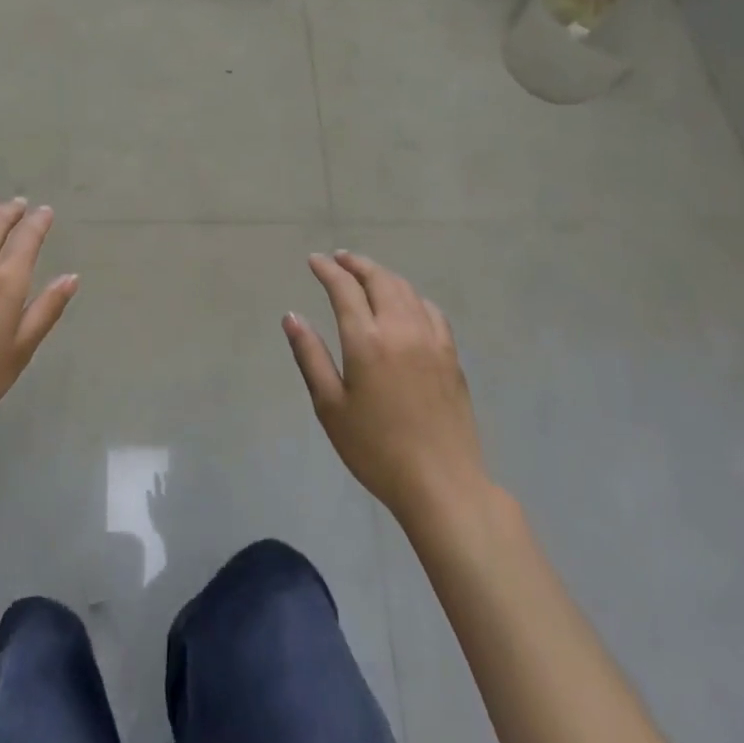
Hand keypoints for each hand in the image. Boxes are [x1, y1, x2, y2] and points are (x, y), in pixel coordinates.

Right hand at [285, 250, 487, 524]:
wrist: (442, 484)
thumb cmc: (376, 449)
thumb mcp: (330, 406)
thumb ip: (310, 356)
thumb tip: (292, 316)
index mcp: (366, 340)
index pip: (344, 288)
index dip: (327, 269)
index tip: (314, 261)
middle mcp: (400, 328)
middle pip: (379, 279)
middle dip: (356, 264)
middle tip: (339, 258)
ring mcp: (431, 339)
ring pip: (406, 290)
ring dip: (383, 274)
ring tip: (367, 273)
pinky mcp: (451, 355)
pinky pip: (430, 310)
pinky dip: (412, 296)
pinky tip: (406, 303)